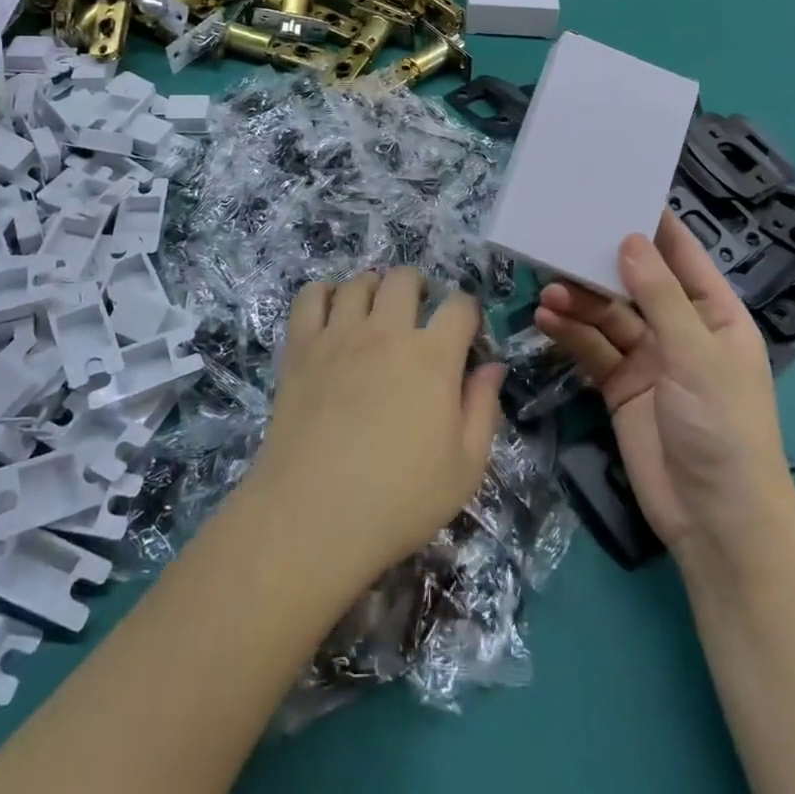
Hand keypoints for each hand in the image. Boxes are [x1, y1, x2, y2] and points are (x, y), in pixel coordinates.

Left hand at [245, 268, 505, 585]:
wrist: (314, 515)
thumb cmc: (399, 499)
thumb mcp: (465, 468)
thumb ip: (483, 409)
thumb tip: (493, 367)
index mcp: (432, 357)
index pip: (459, 306)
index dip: (468, 312)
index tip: (464, 332)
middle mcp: (386, 331)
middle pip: (405, 278)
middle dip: (418, 287)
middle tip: (417, 314)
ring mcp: (339, 335)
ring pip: (359, 281)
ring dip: (373, 288)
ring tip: (374, 312)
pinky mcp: (301, 346)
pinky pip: (311, 296)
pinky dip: (324, 293)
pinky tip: (332, 312)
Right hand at [535, 213, 792, 564]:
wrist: (715, 521)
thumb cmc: (723, 427)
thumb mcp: (696, 355)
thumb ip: (659, 295)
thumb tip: (630, 238)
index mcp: (714, 314)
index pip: (682, 257)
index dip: (653, 226)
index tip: (615, 192)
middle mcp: (680, 330)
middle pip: (634, 284)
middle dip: (599, 267)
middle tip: (560, 242)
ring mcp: (647, 359)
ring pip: (606, 315)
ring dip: (578, 302)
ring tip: (547, 292)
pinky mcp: (618, 386)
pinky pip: (591, 348)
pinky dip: (569, 334)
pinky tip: (546, 321)